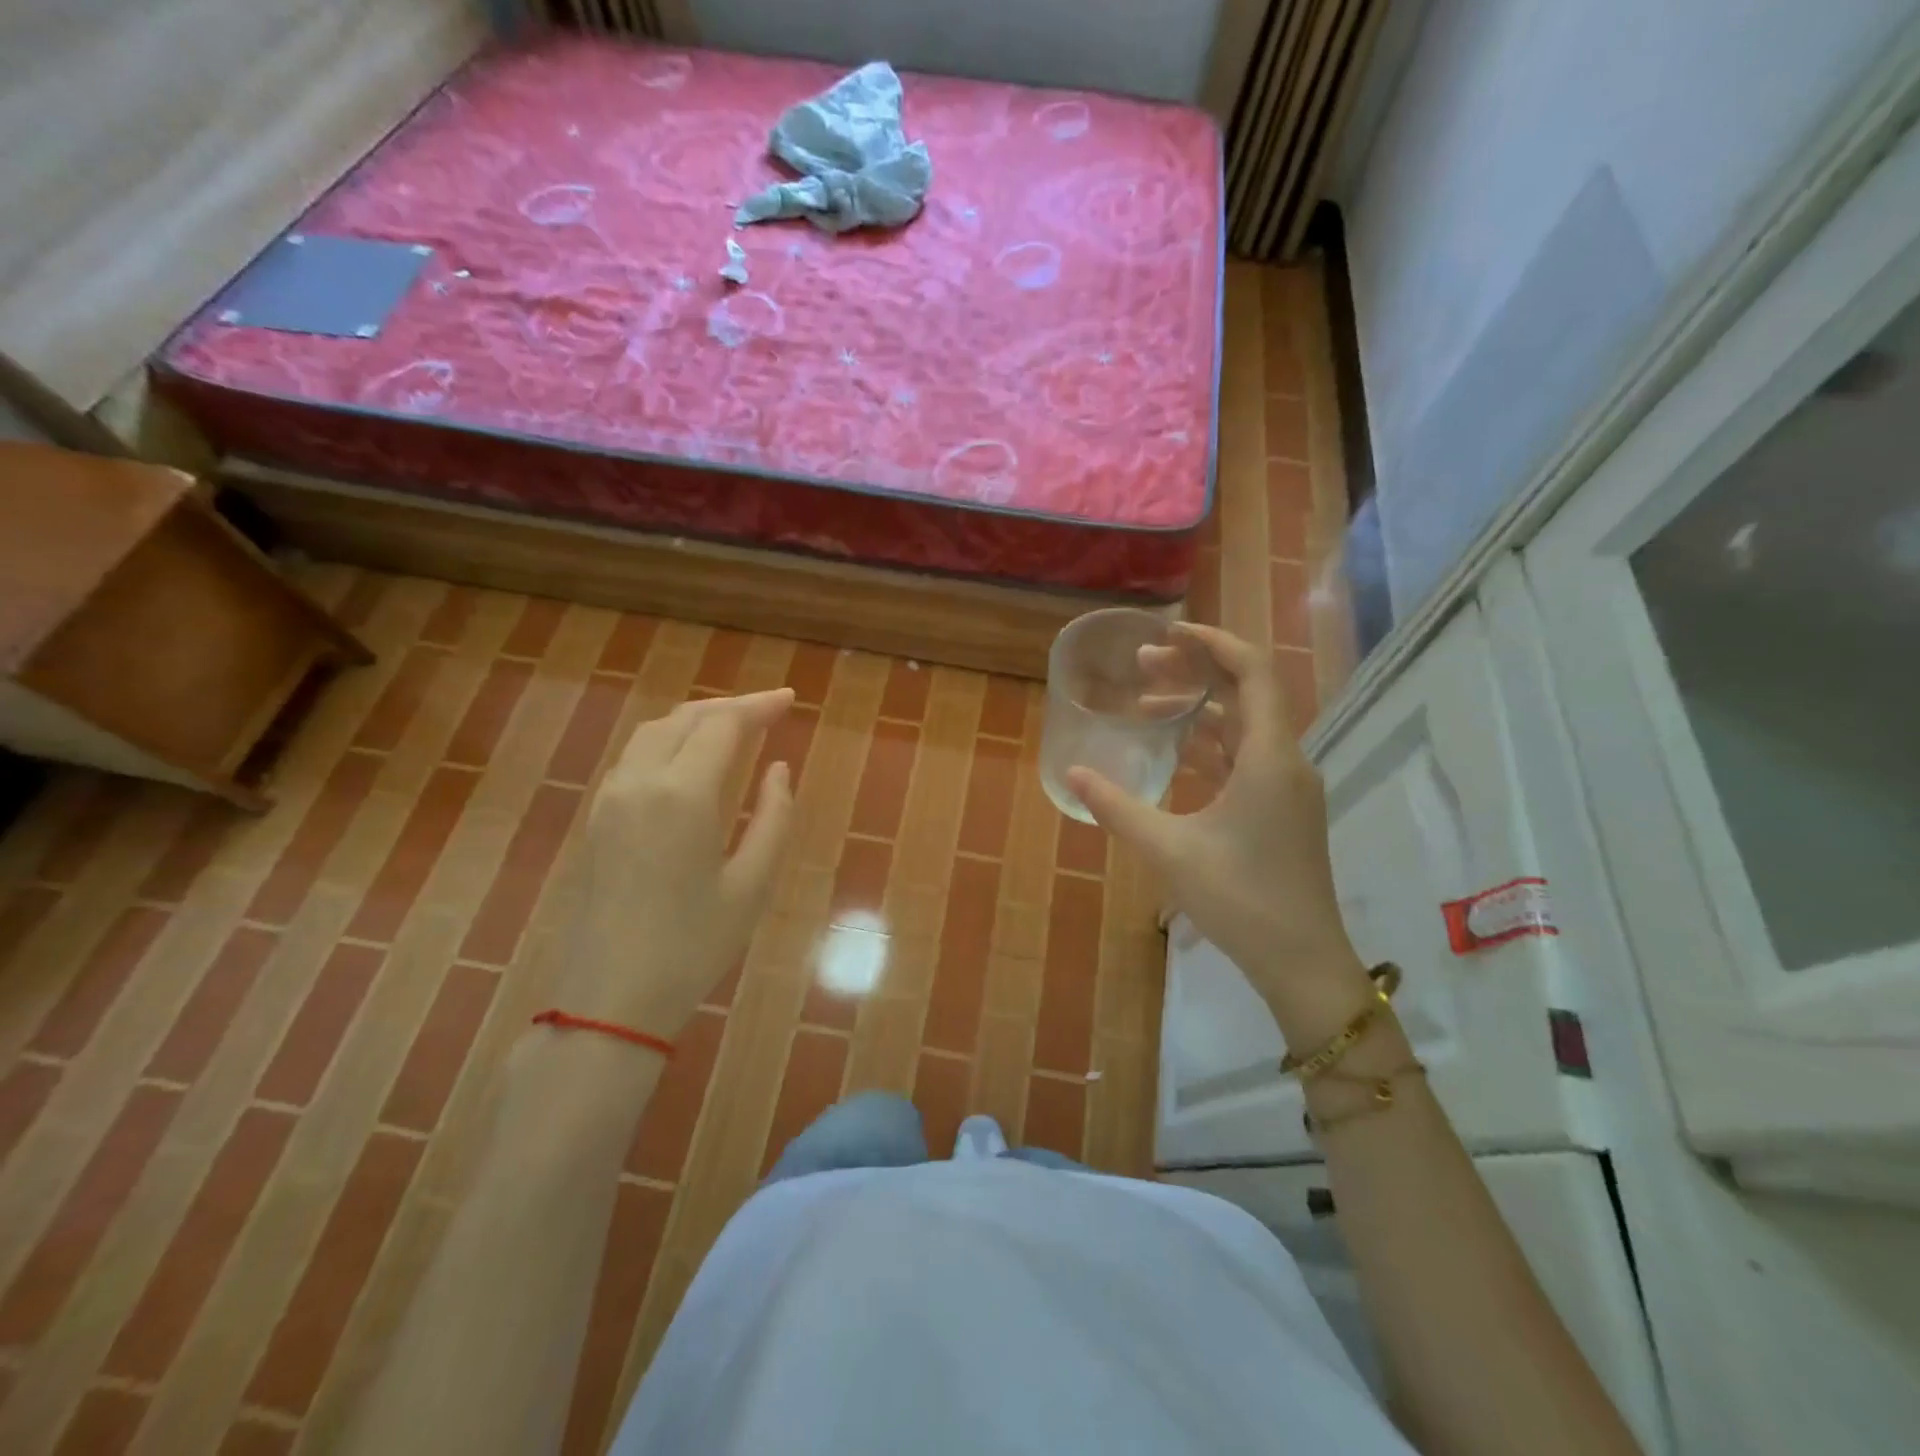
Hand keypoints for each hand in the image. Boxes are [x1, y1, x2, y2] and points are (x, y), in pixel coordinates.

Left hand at [562, 688, 795, 1038]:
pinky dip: (670, 740)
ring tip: (735, 725)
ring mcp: (610, 798)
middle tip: (770, 708)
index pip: (724, 725)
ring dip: (697, 719)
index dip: (760, 706)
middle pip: (686, 718)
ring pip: (655, 732)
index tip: (791, 699)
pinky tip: (690, 758)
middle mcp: (640, 781)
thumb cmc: (694, 944)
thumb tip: (779, 769)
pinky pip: (635, 756)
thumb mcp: (752, 884)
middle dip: (731, 706)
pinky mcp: (597, 818)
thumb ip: (774, 817)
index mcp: (683, 794)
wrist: (611, 998)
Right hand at [1067, 624, 1371, 1038]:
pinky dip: (1209, 745)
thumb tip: (1075, 772)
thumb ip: (1118, 807)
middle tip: (1143, 667)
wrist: (1302, 962)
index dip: (1213, 642)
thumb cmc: (1241, 899)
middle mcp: (1287, 762)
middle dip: (1196, 671)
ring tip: (1146, 706)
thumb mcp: (1169, 850)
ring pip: (1244, 727)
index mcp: (1270, 758)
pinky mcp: (1281, 810)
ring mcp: (1288, 787)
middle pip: (1246, 693)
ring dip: (1199, 710)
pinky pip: (1245, 758)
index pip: (1252, 672)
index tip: (1167, 634)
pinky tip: (1173, 753)